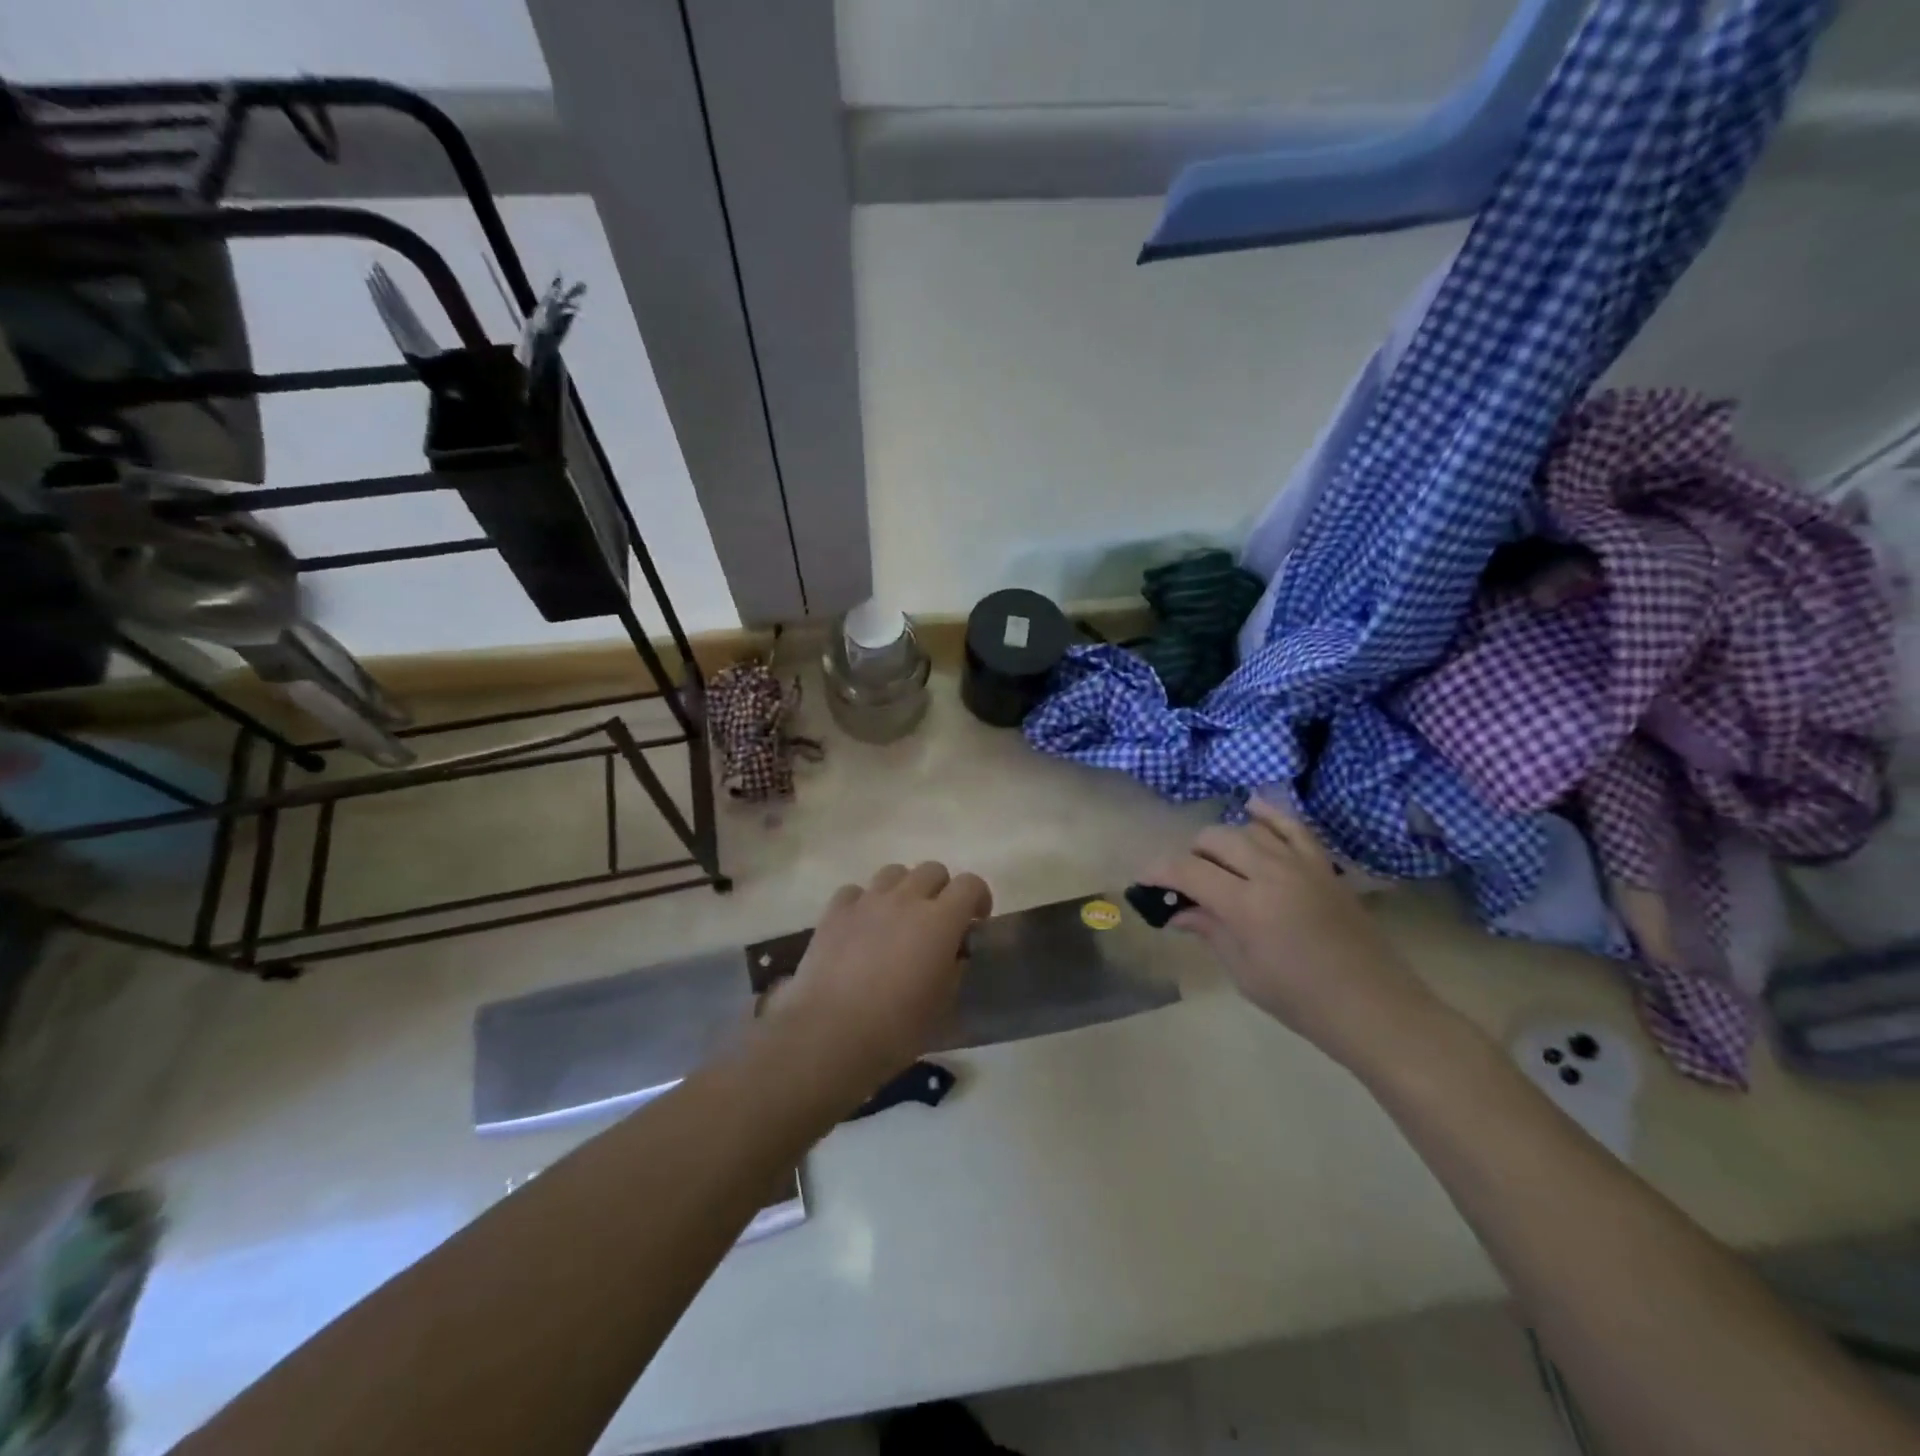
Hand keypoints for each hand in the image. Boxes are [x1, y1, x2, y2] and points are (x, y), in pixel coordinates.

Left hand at [768, 862, 992, 1094]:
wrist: (830, 1035)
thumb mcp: (942, 1003)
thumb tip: (953, 953)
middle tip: (937, 921)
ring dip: (903, 889)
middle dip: (941, 889)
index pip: (970, 884)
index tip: (976, 920)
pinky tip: (861, 926)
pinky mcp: (834, 912)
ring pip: (893, 872)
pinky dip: (864, 902)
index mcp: (940, 920)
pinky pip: (855, 891)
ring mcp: (867, 901)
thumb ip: (954, 967)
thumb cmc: (896, 1028)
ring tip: (898, 918)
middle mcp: (905, 899)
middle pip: (932, 870)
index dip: (978, 897)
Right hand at [1144, 799, 1437, 1065]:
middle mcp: (1271, 873)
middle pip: (1215, 840)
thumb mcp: (1244, 971)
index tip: (1143, 880)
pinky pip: (1293, 826)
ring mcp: (1301, 864)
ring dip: (1223, 842)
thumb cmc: (1301, 1001)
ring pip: (1248, 829)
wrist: (1374, 1008)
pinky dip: (1269, 814)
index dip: (1159, 871)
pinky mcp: (1324, 866)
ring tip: (1218, 865)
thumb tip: (1177, 911)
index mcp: (1247, 905)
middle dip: (1190, 856)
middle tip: (1185, 884)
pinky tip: (1251, 809)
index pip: (1187, 871)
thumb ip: (1209, 930)